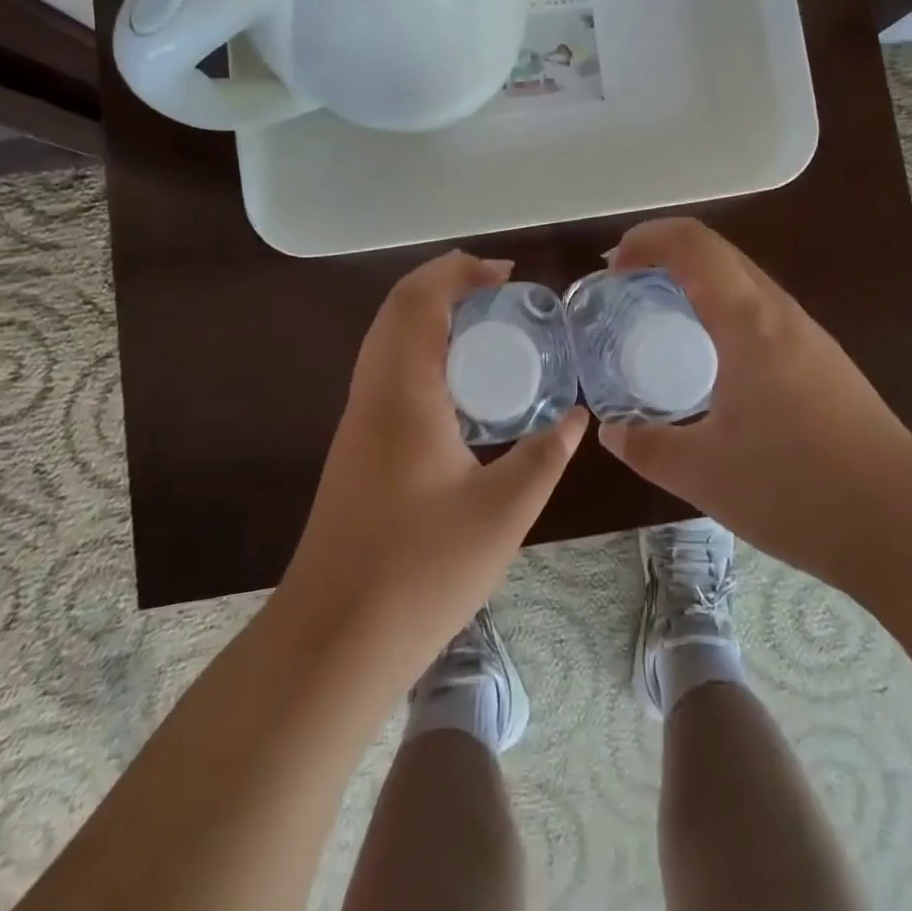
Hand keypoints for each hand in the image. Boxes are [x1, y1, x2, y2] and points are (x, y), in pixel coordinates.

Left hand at [281, 252, 585, 688]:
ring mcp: (358, 419)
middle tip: (502, 292)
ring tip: (487, 325)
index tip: (507, 274)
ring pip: (387, 337)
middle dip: (446, 283)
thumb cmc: (420, 570)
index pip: (420, 300)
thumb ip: (545, 456)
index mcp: (403, 391)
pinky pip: (387, 368)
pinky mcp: (357, 445)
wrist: (334, 639)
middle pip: (398, 308)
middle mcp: (373, 392)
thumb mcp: (502, 512)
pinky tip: (460, 383)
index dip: (460, 271)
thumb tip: (577, 418)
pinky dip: (421, 348)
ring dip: (430, 314)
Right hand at [597, 218, 911, 591]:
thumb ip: (647, 447)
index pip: (693, 244)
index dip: (646, 239)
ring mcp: (809, 336)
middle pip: (718, 252)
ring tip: (661, 319)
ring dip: (696, 281)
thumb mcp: (704, 473)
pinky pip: (762, 312)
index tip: (611, 269)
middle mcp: (781, 313)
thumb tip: (612, 431)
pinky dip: (722, 310)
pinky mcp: (825, 363)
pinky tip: (712, 361)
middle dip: (664, 254)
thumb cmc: (797, 489)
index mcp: (748, 320)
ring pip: (744, 280)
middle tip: (625, 288)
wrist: (905, 527)